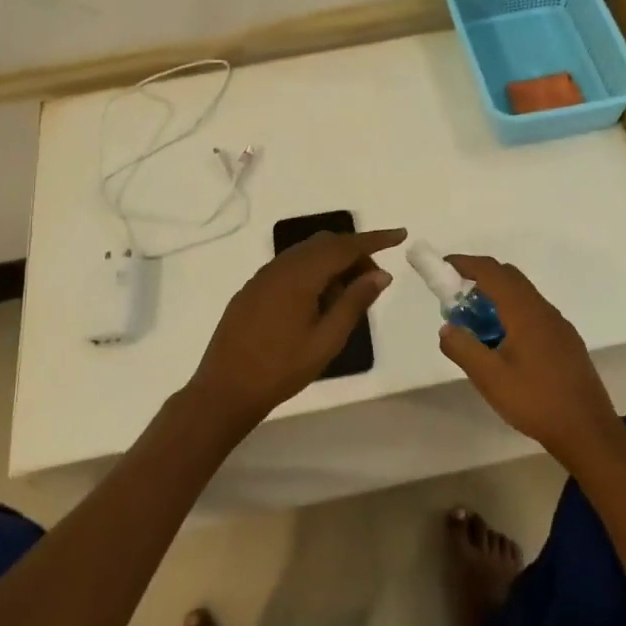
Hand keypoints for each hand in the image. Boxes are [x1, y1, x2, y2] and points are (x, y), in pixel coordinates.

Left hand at [186, 228, 407, 424]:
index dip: (375, 239)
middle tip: (374, 280)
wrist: (225, 389)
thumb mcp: (327, 339)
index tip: (400, 235)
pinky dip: (312, 272)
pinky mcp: (253, 289)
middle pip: (325, 244)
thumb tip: (380, 274)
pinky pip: (290, 267)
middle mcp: (280, 267)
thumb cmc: (281, 369)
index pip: (345, 246)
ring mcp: (262, 277)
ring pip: (306, 253)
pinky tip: (318, 301)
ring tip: (349, 294)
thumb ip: (354, 302)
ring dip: (333, 263)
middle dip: (354, 253)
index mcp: (300, 275)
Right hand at [436, 255, 620, 458]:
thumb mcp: (489, 378)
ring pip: (523, 296)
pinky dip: (511, 313)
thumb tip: (447, 328)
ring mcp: (559, 326)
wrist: (587, 431)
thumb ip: (463, 348)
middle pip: (509, 277)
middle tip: (455, 298)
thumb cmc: (535, 401)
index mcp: (525, 312)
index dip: (466, 264)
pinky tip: (503, 343)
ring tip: (475, 323)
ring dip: (496, 297)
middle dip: (480, 278)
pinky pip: (533, 313)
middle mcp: (544, 310)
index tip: (443, 267)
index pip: (492, 272)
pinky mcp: (566, 342)